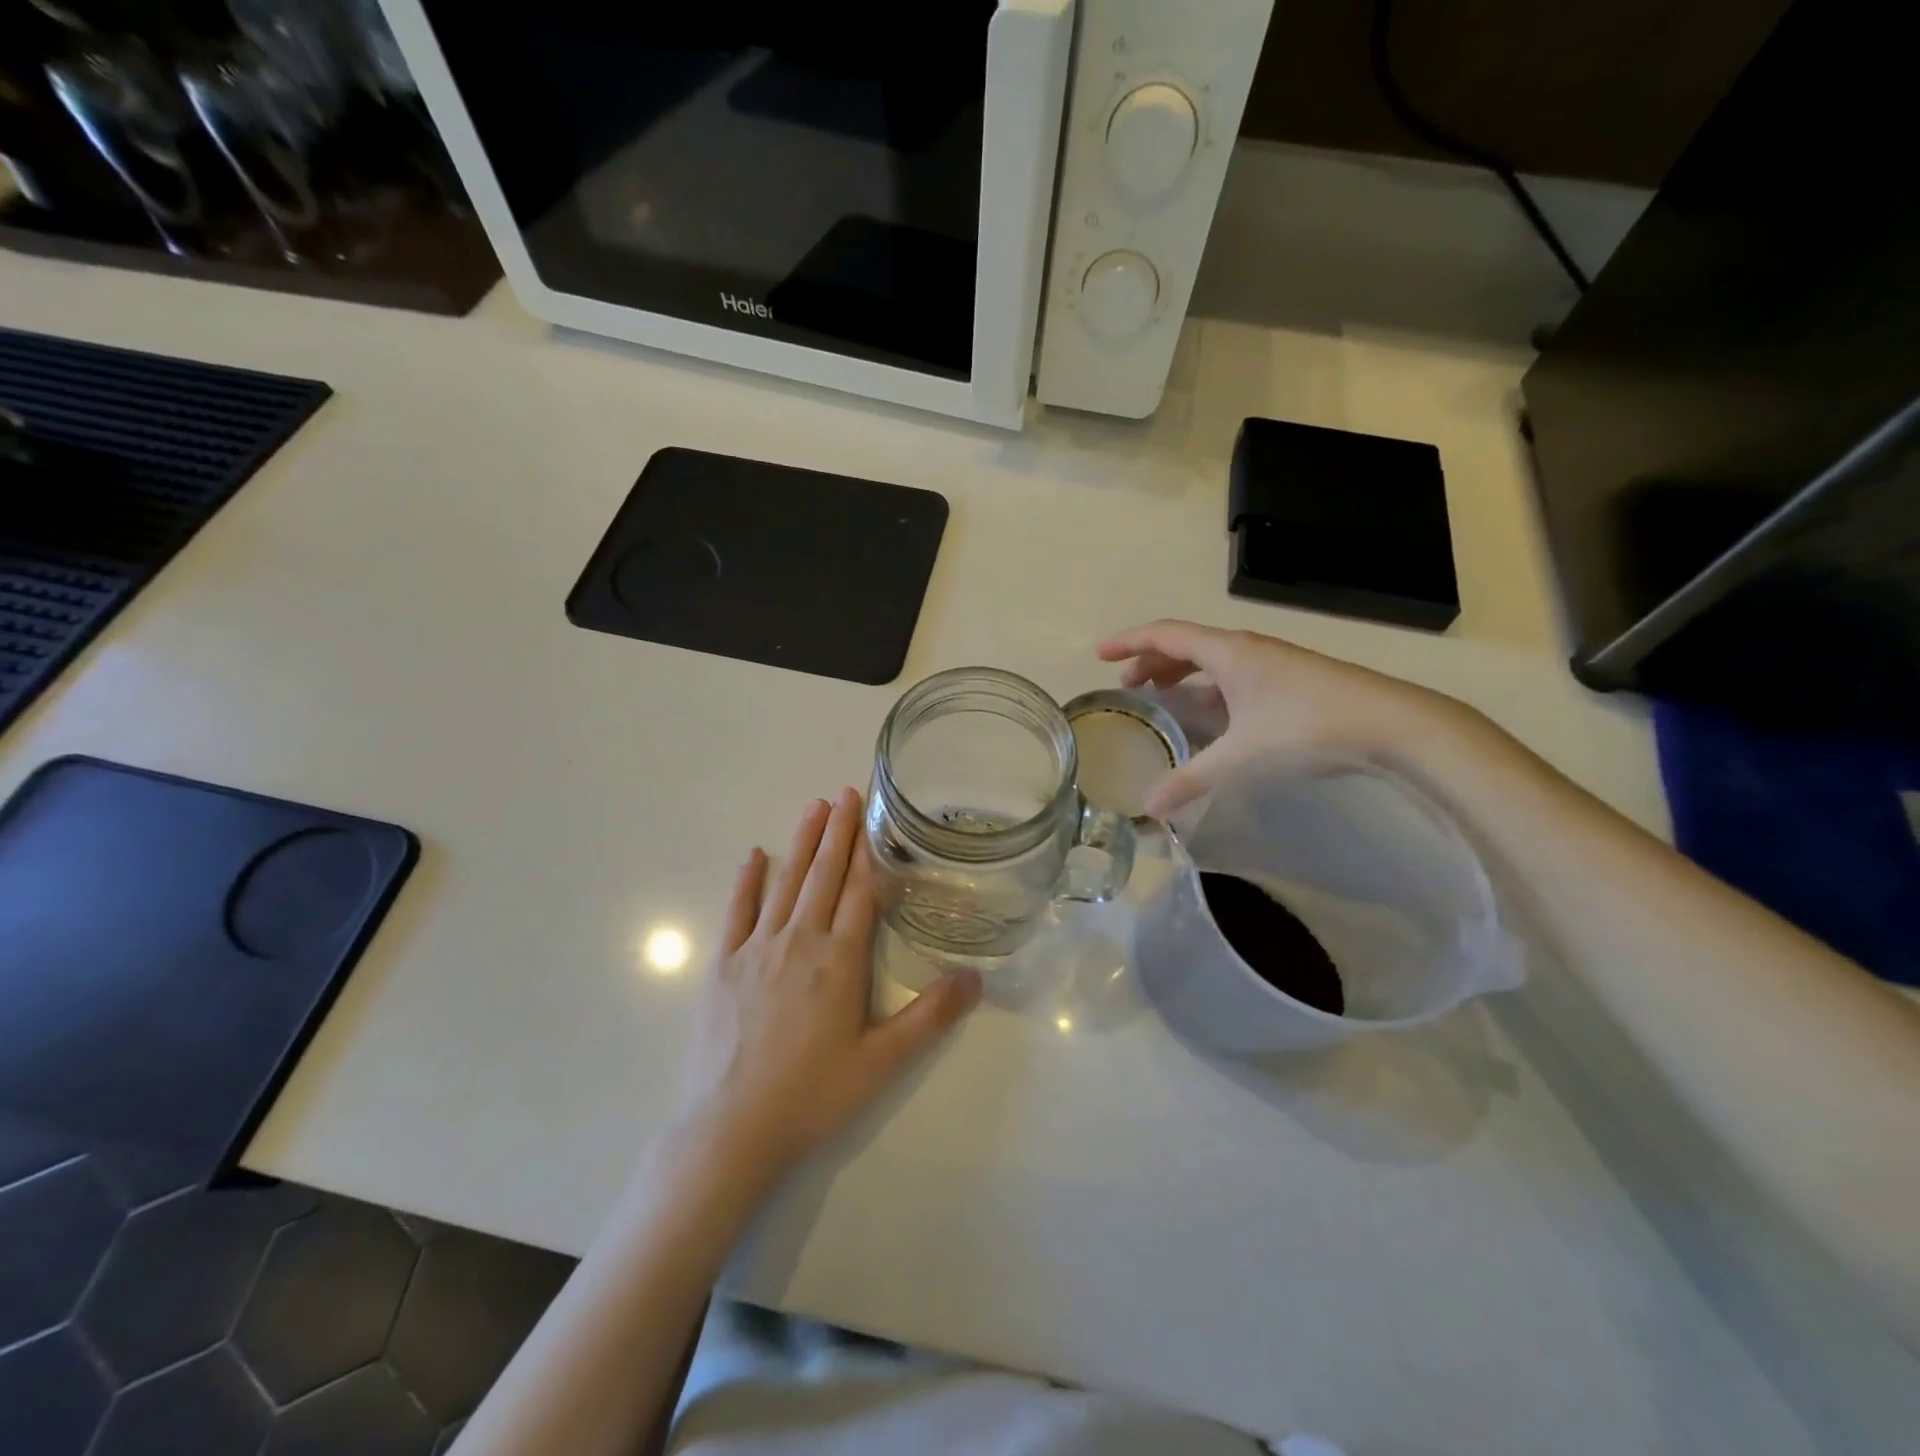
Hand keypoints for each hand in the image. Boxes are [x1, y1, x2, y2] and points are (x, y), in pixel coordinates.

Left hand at [675, 789, 981, 1189]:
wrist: (732, 1129)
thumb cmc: (812, 1095)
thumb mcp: (882, 1063)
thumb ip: (930, 1018)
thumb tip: (977, 979)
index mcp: (840, 960)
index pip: (859, 893)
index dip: (868, 853)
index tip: (872, 817)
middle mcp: (800, 941)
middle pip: (824, 876)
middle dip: (838, 832)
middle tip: (846, 791)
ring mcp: (757, 949)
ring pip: (786, 883)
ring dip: (802, 843)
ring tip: (814, 807)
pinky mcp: (724, 964)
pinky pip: (738, 911)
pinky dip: (748, 880)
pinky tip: (755, 855)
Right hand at [1097, 619, 1464, 817]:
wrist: (1392, 724)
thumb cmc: (1307, 727)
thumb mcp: (1241, 756)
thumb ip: (1191, 779)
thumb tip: (1150, 808)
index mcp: (1227, 652)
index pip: (1165, 635)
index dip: (1129, 642)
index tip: (1100, 653)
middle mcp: (1246, 649)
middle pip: (1186, 645)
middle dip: (1151, 662)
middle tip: (1127, 686)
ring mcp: (1271, 663)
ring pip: (1212, 661)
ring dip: (1181, 674)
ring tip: (1161, 697)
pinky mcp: (1289, 681)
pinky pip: (1232, 675)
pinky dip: (1208, 689)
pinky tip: (1211, 717)